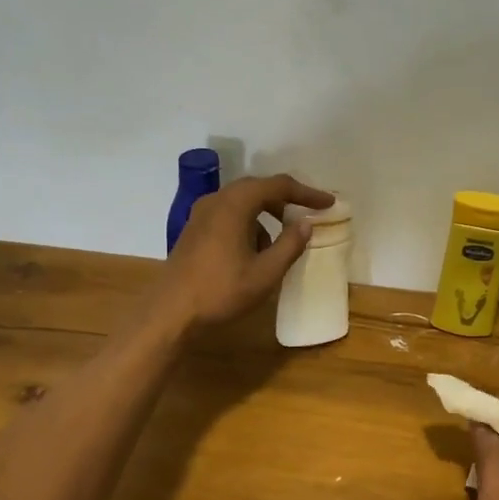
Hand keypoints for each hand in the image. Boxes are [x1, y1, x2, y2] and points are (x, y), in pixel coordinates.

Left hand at [153, 174, 334, 329]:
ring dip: (266, 213)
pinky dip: (249, 222)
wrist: (170, 313)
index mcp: (236, 204)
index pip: (279, 186)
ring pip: (243, 201)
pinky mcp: (194, 229)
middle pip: (259, 188)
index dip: (307, 193)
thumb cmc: (221, 291)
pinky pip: (229, 214)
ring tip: (282, 239)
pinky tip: (254, 250)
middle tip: (308, 214)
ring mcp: (201, 213)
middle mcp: (217, 200)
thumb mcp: (266, 272)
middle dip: (286, 200)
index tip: (329, 203)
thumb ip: (290, 244)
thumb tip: (305, 224)